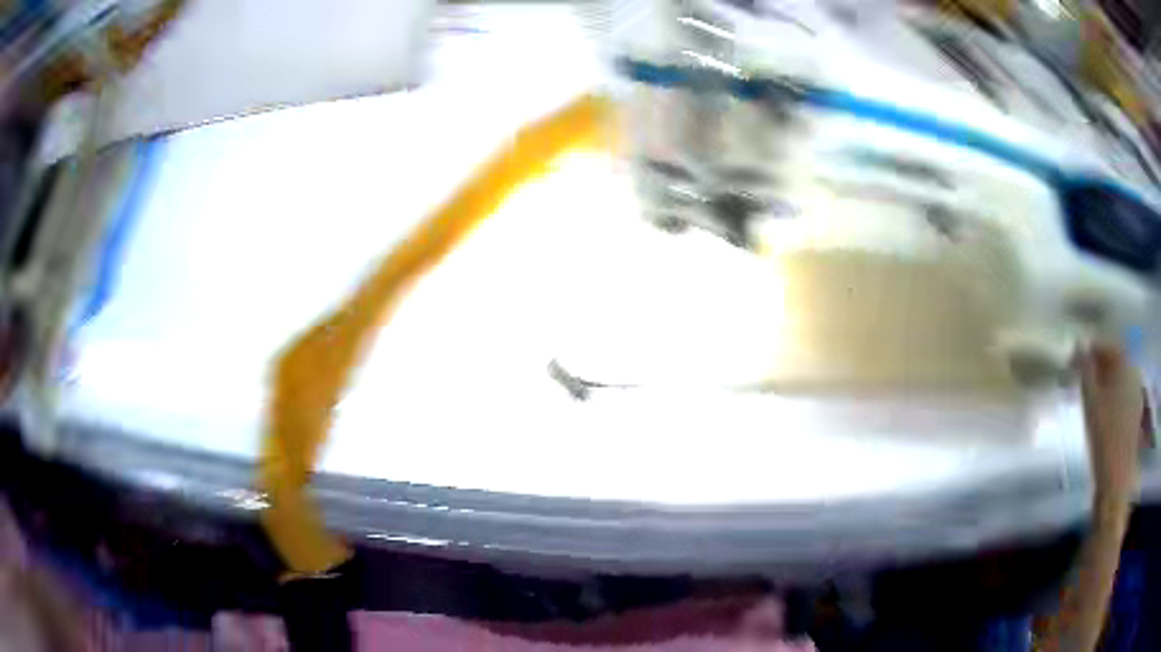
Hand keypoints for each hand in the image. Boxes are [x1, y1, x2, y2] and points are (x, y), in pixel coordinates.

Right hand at [1079, 343, 1144, 508]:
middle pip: (1115, 360)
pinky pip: (1122, 394)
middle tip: (1080, 376)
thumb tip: (1078, 343)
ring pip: (1119, 378)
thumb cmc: (1103, 438)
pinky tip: (1102, 411)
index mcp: (1125, 365)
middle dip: (1098, 364)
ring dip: (1104, 381)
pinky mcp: (1134, 414)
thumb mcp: (1090, 401)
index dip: (1090, 348)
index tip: (1073, 359)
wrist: (1116, 479)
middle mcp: (1133, 373)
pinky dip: (1111, 395)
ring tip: (1089, 395)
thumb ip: (1085, 369)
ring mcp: (1136, 395)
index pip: (1107, 344)